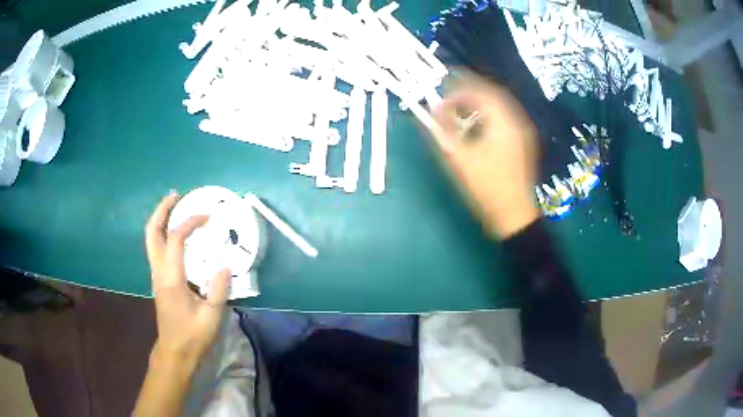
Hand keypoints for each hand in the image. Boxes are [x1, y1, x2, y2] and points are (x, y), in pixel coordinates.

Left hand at [144, 192, 230, 367]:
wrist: (175, 351)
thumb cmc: (193, 336)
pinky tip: (176, 233)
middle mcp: (159, 271)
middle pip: (152, 232)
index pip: (176, 239)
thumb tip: (225, 265)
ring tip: (175, 206)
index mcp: (171, 278)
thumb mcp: (211, 316)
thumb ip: (219, 289)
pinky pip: (156, 248)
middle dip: (162, 210)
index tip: (207, 217)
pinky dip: (163, 233)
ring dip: (160, 219)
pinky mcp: (159, 280)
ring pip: (151, 239)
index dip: (190, 222)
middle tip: (176, 195)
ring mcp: (156, 275)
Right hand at [431, 72, 540, 237]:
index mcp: (504, 123)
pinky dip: (489, 111)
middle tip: (449, 90)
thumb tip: (432, 109)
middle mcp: (517, 121)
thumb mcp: (460, 159)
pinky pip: (505, 116)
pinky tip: (477, 119)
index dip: (458, 90)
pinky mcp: (522, 141)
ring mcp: (523, 131)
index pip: (481, 92)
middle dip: (470, 89)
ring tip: (460, 103)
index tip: (441, 97)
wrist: (514, 215)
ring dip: (479, 99)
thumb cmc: (487, 189)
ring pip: (500, 104)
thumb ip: (443, 131)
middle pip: (493, 93)